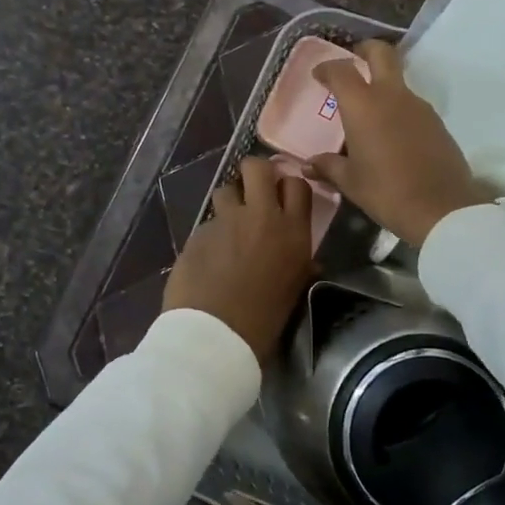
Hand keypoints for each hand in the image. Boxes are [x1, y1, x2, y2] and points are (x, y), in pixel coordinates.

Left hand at [163, 156, 315, 359]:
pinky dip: (210, 235)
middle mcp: (261, 217)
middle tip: (252, 191)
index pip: (297, 184)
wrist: (216, 337)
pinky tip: (209, 258)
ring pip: (226, 189)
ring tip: (228, 226)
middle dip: (254, 173)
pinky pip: (207, 223)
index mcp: (293, 232)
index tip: (282, 195)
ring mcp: (226, 222)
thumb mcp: (295, 290)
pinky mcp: (197, 233)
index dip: (287, 185)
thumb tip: (307, 261)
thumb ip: (300, 265)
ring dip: (229, 202)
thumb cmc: (264, 321)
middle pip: (257, 167)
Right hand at [309, 39, 491, 246]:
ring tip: (370, 110)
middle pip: (382, 54)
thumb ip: (328, 166)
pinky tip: (392, 134)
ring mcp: (419, 107)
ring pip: (399, 81)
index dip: (328, 68)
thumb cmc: (386, 192)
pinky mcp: (437, 123)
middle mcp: (392, 96)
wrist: (442, 209)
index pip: (342, 70)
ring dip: (383, 85)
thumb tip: (309, 164)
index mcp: (364, 105)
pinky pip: (412, 106)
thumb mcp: (351, 182)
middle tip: (354, 59)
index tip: (319, 74)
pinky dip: (399, 109)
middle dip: (366, 50)